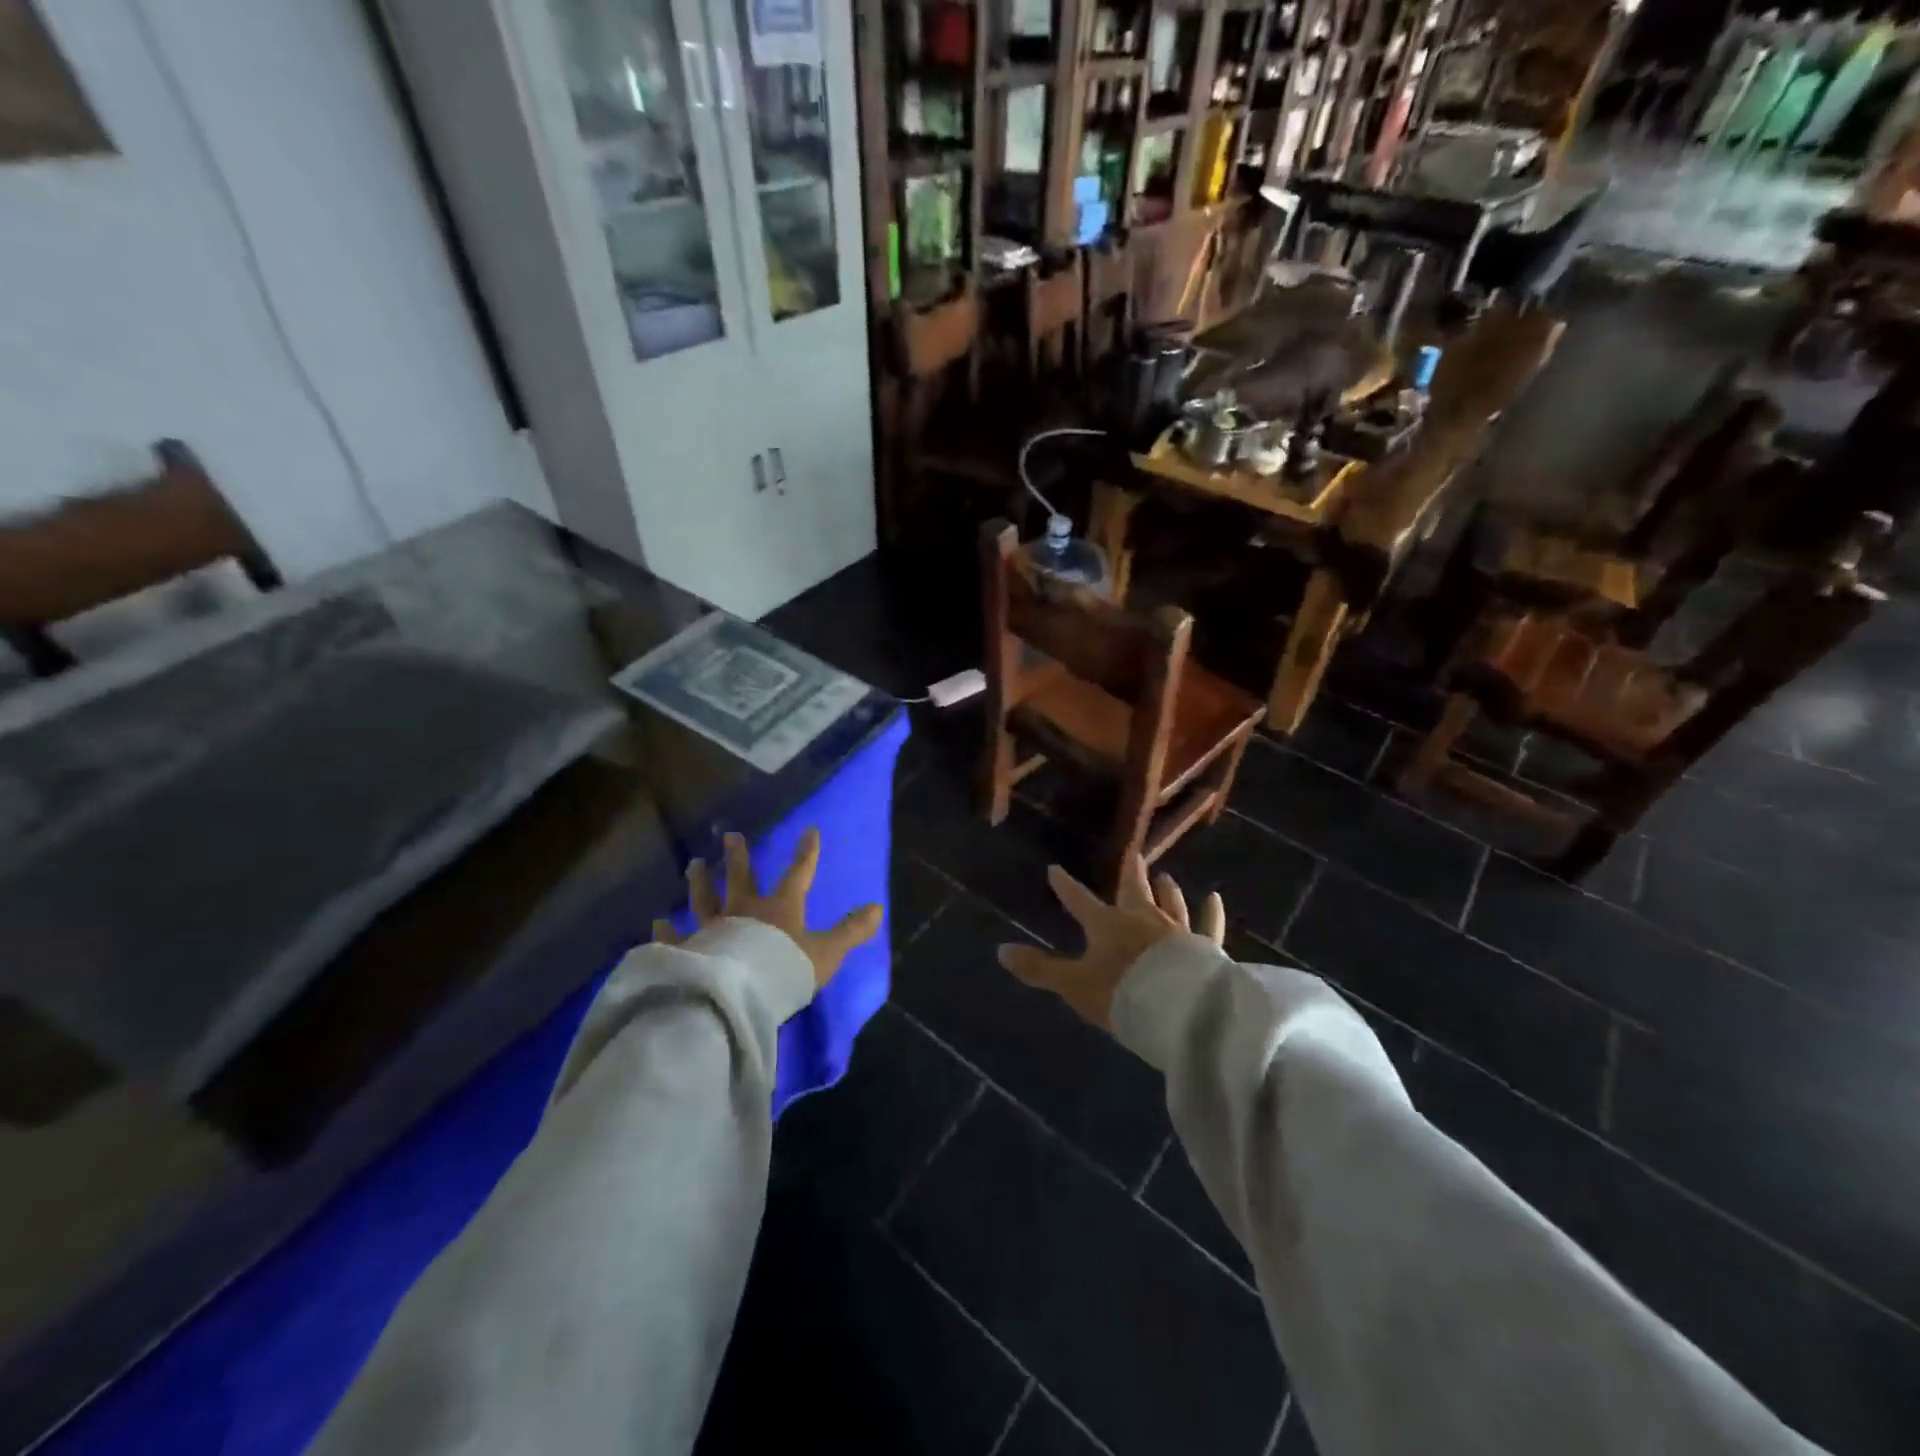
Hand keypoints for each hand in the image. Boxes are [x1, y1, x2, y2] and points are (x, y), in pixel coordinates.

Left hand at [654, 828, 882, 989]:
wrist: (740, 995)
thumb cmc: (786, 969)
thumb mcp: (827, 952)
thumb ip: (851, 930)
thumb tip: (878, 908)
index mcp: (780, 908)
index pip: (798, 873)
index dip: (806, 853)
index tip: (809, 830)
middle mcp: (744, 910)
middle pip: (741, 878)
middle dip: (739, 857)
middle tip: (730, 836)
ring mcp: (713, 929)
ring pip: (705, 899)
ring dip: (700, 881)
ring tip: (694, 864)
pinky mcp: (689, 950)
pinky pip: (675, 938)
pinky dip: (665, 930)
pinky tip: (656, 922)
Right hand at [997, 857, 1224, 1030]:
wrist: (1178, 1011)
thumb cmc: (1122, 994)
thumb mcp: (1073, 985)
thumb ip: (1039, 969)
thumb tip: (1001, 950)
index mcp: (1107, 925)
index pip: (1079, 901)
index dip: (1066, 887)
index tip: (1055, 870)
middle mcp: (1142, 919)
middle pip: (1133, 891)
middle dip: (1129, 874)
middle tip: (1133, 855)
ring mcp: (1176, 930)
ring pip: (1170, 903)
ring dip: (1166, 890)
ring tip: (1165, 876)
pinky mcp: (1205, 948)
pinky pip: (1208, 926)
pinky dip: (1210, 913)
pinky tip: (1214, 899)